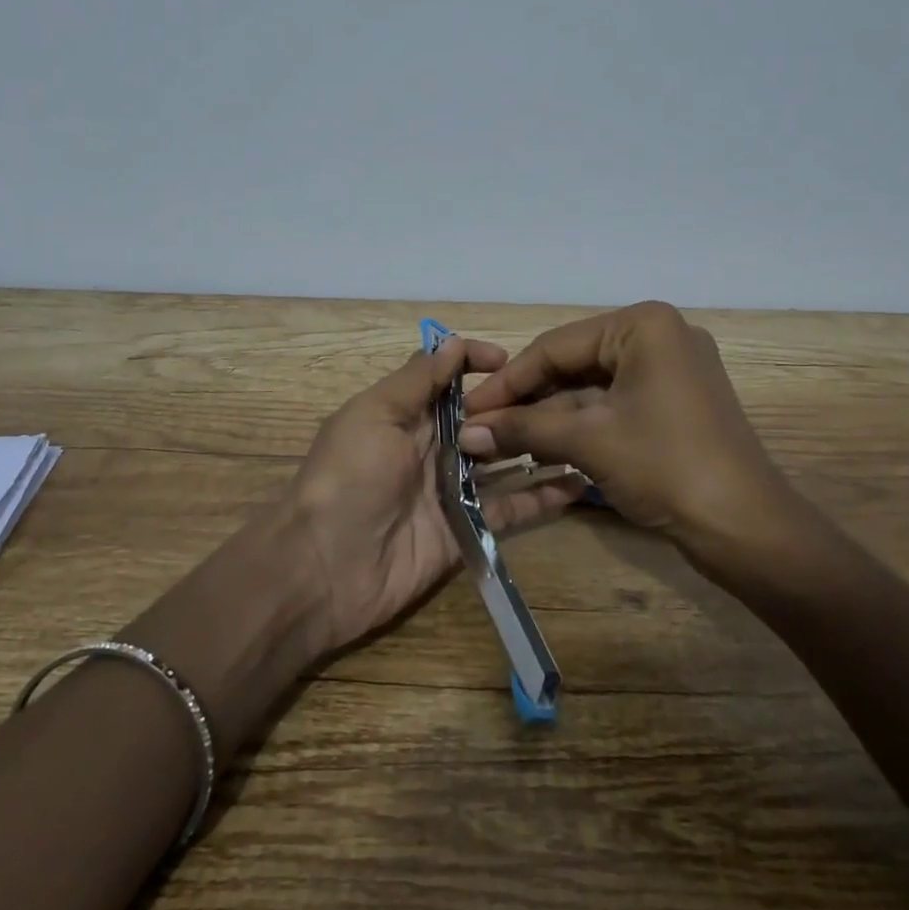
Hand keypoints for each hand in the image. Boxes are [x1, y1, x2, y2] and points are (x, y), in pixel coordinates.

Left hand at [286, 335, 586, 653]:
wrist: (324, 568)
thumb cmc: (348, 476)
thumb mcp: (375, 414)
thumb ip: (416, 380)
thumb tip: (453, 341)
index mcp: (406, 414)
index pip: (447, 377)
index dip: (477, 363)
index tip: (510, 361)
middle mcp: (433, 446)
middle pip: (482, 417)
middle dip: (518, 403)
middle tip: (566, 395)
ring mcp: (453, 489)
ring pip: (503, 460)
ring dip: (538, 446)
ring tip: (584, 432)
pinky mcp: (468, 529)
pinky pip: (511, 509)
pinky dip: (543, 498)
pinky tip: (579, 484)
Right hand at [459, 302, 807, 558]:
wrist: (747, 529)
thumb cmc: (666, 467)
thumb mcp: (588, 441)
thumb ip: (523, 429)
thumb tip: (464, 432)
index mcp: (642, 325)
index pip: (555, 346)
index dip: (507, 381)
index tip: (467, 409)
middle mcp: (658, 336)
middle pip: (573, 364)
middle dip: (528, 401)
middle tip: (482, 428)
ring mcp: (670, 370)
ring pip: (591, 387)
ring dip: (550, 417)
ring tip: (502, 443)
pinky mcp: (674, 402)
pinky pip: (614, 404)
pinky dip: (580, 426)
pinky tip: (542, 448)